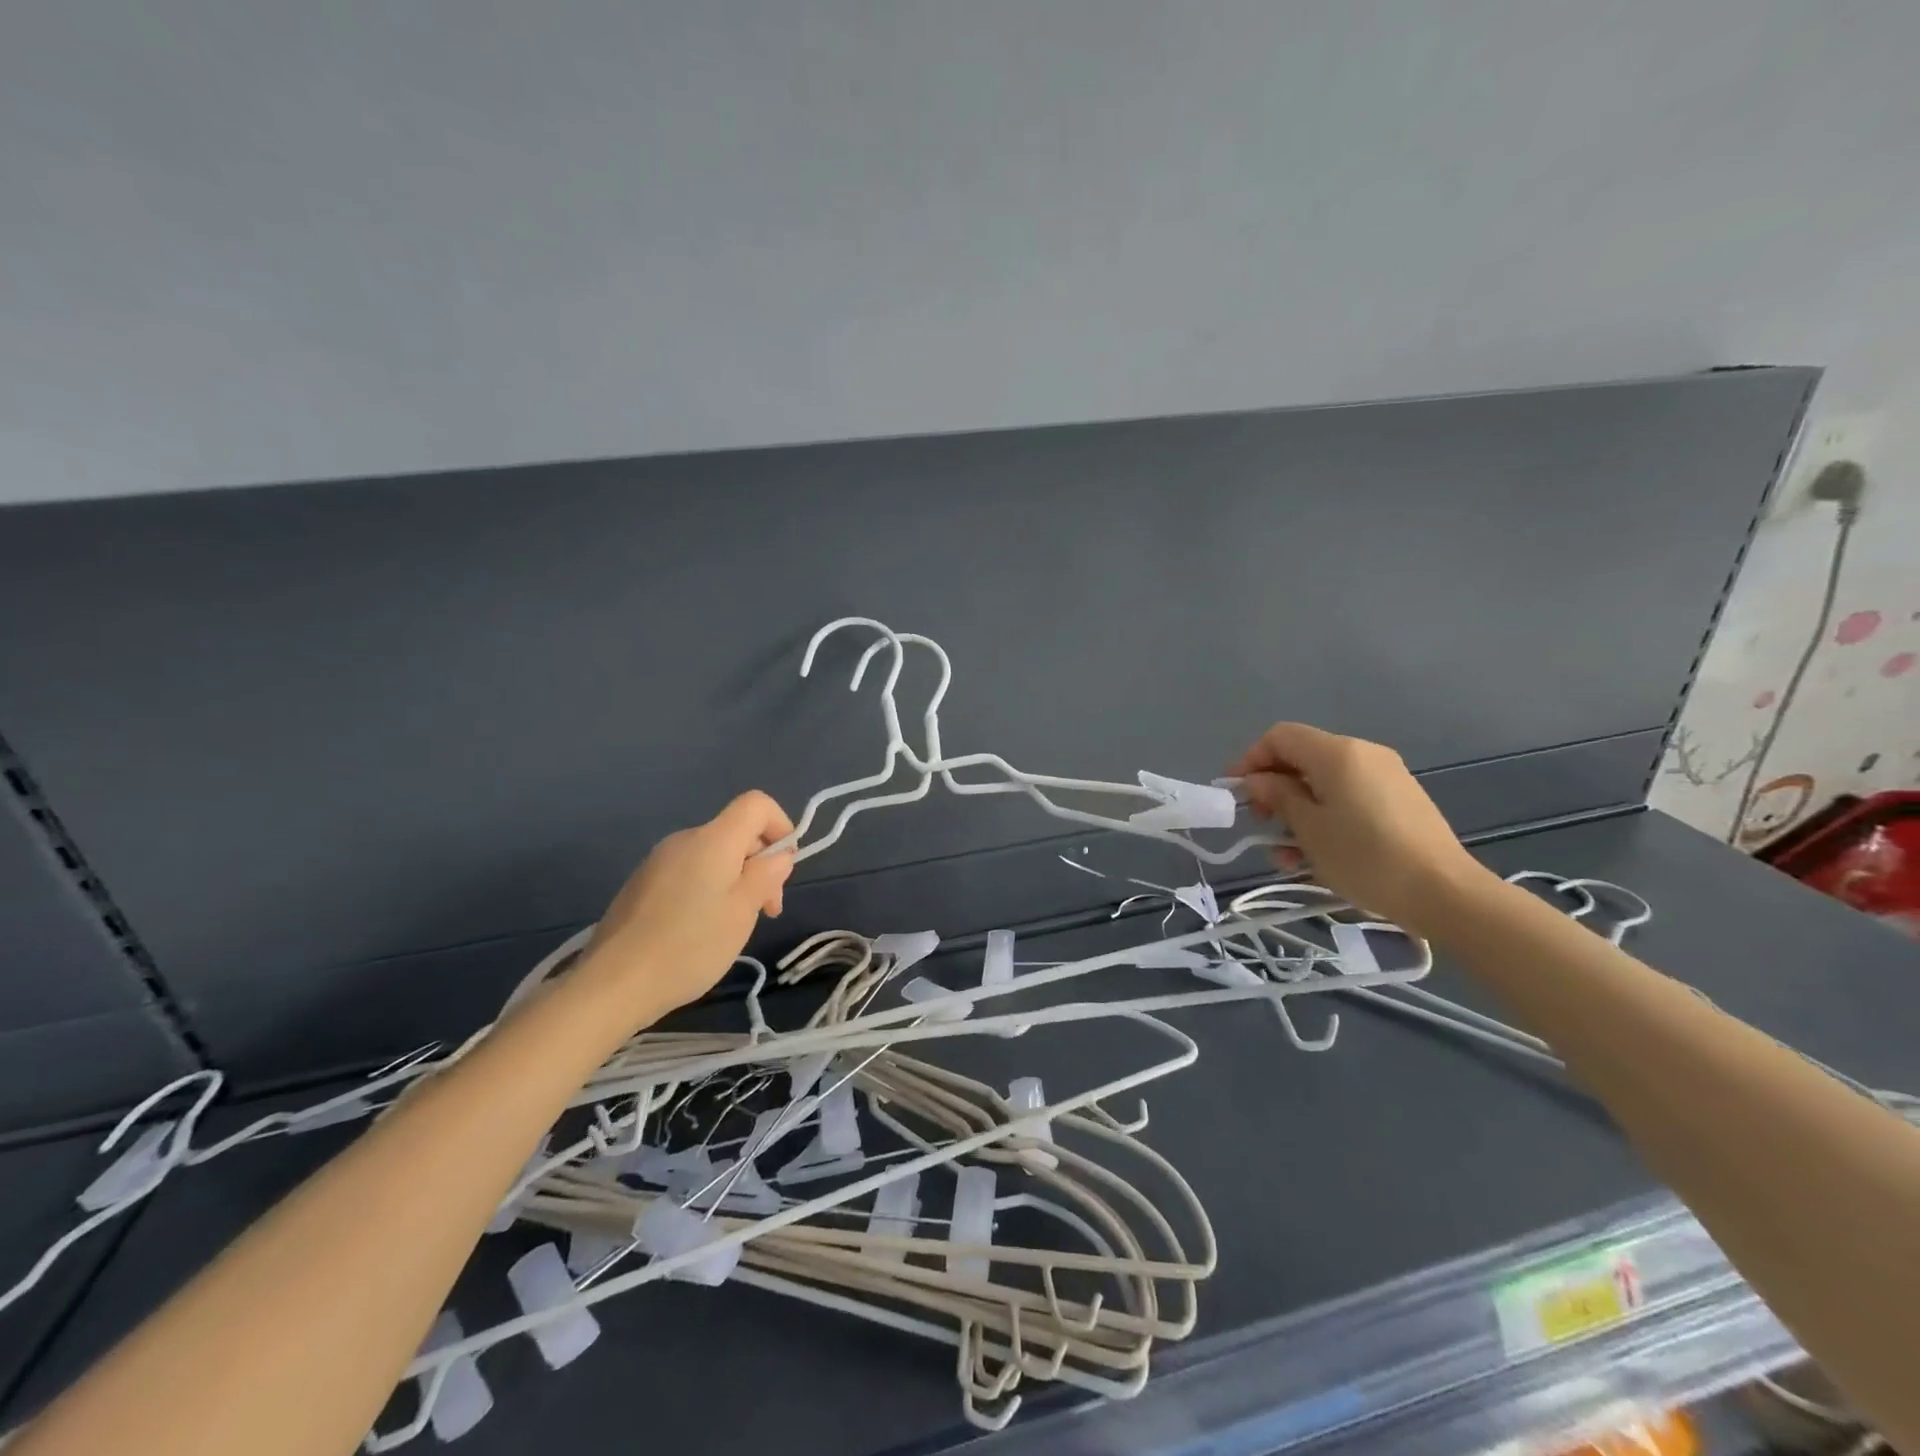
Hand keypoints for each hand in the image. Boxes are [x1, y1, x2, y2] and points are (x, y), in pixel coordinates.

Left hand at [574, 791, 795, 1025]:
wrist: (612, 985)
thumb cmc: (689, 946)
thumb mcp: (743, 912)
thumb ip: (766, 875)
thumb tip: (778, 855)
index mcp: (713, 840)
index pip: (756, 804)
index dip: (780, 826)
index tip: (783, 869)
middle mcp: (684, 840)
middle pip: (736, 832)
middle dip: (760, 863)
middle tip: (766, 911)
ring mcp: (658, 861)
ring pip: (714, 855)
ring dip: (736, 880)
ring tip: (733, 926)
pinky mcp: (642, 884)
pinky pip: (689, 872)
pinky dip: (708, 890)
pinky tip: (701, 931)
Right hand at [1230, 723, 1487, 935]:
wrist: (1445, 893)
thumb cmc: (1365, 857)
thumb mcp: (1308, 829)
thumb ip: (1277, 797)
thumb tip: (1258, 781)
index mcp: (1338, 753)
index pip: (1280, 737)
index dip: (1251, 759)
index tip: (1236, 793)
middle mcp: (1363, 754)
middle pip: (1302, 758)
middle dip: (1274, 789)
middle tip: (1261, 826)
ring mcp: (1386, 777)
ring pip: (1324, 783)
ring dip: (1298, 811)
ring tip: (1286, 854)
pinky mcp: (1400, 801)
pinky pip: (1349, 798)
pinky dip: (1325, 817)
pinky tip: (1317, 855)